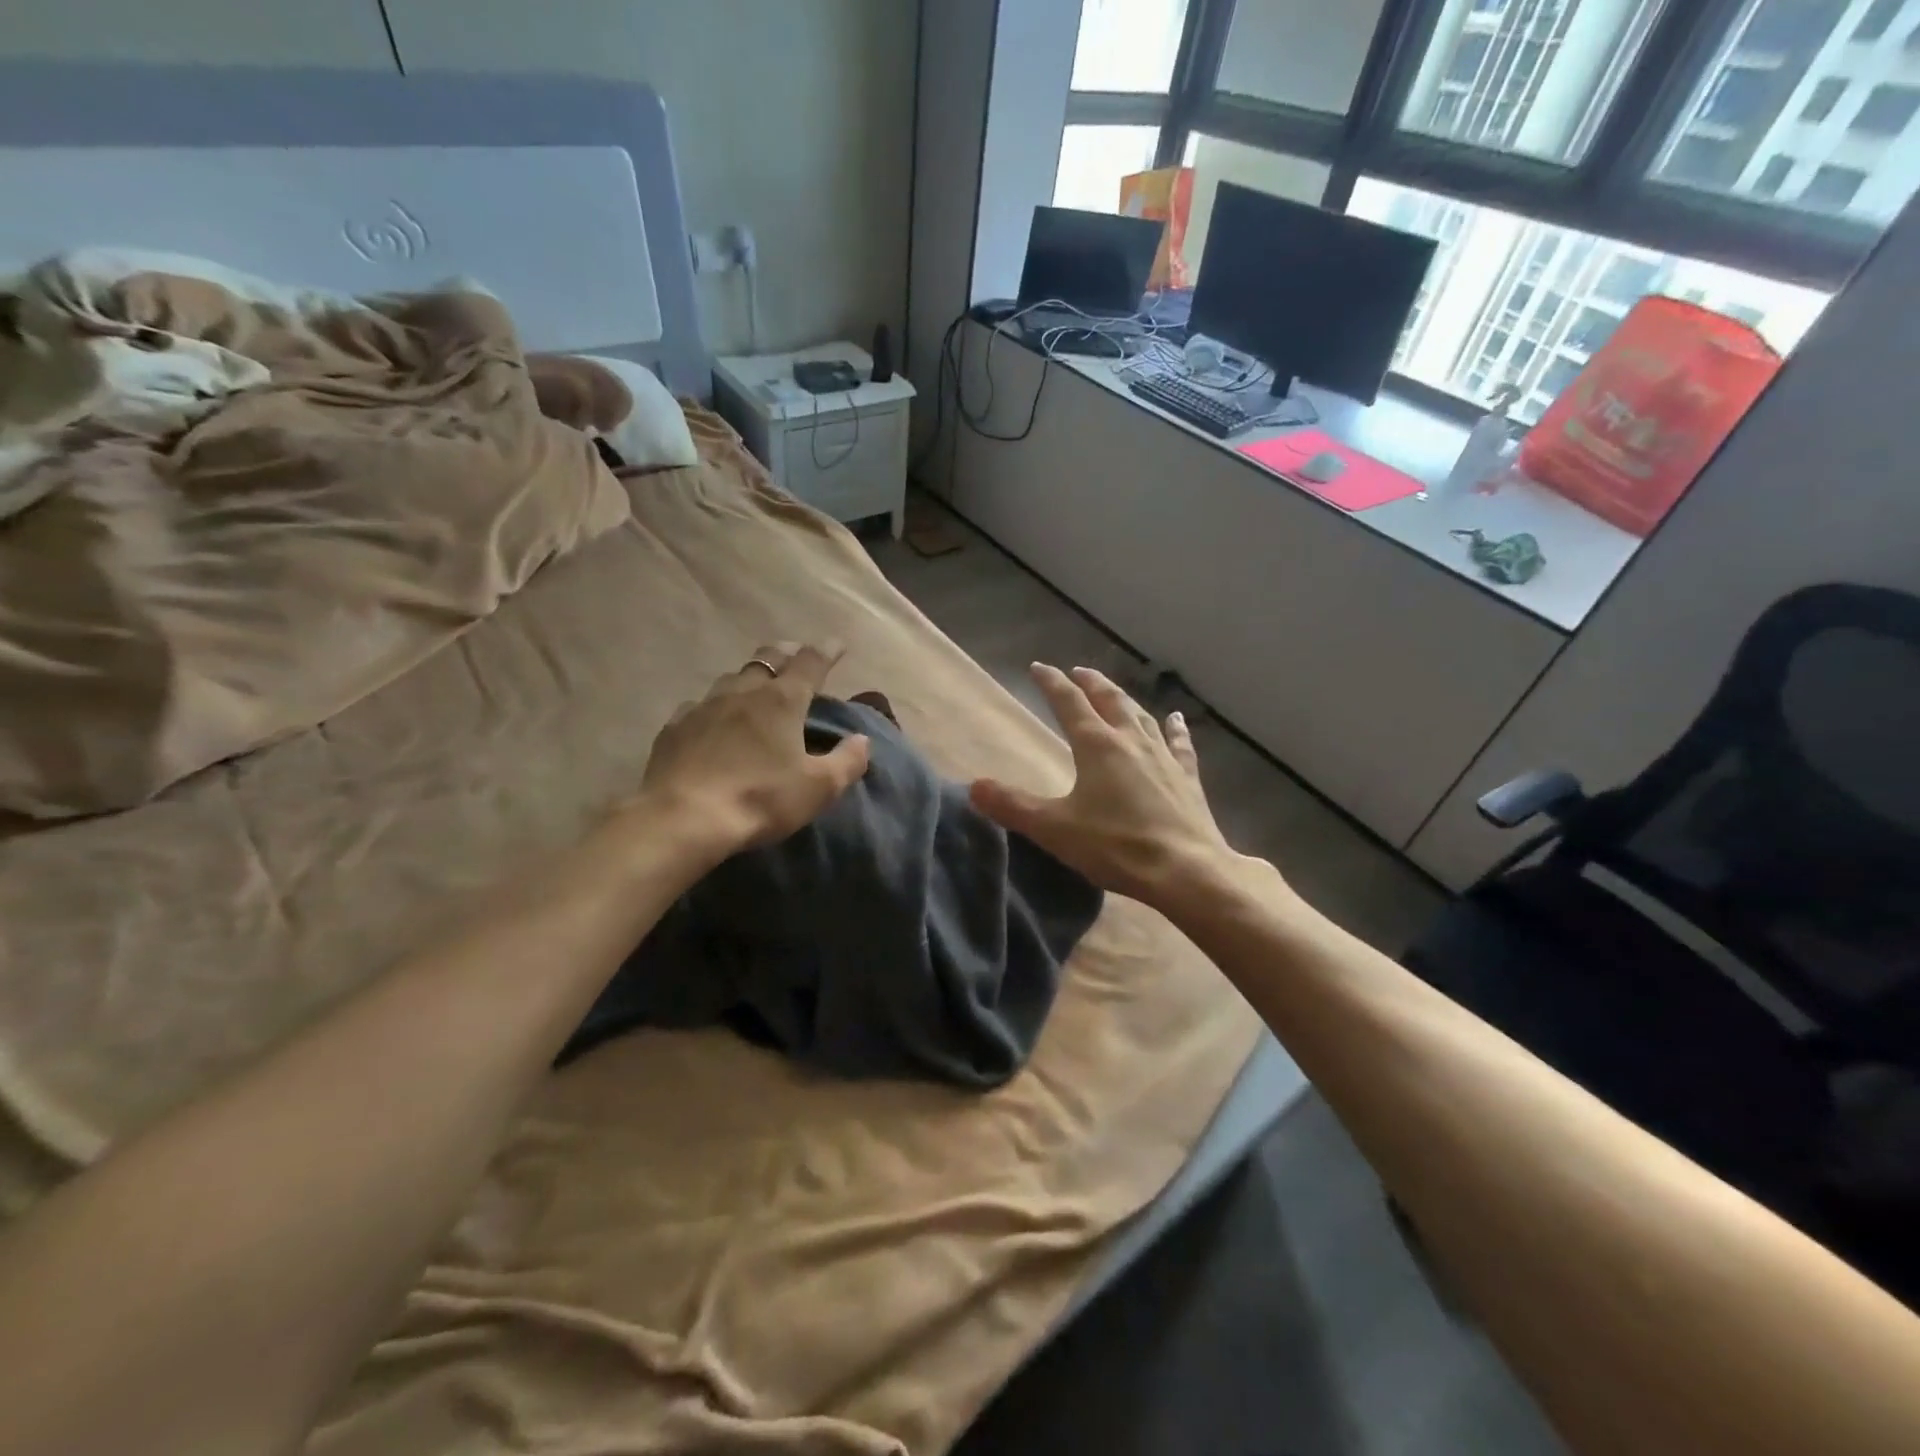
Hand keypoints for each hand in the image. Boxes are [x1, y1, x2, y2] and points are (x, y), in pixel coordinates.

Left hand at [636, 641, 870, 861]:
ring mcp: (704, 705)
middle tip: (796, 655)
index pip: (811, 662)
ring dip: (750, 677)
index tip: (837, 645)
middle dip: (787, 653)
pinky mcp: (675, 726)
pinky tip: (713, 719)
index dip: (827, 651)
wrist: (683, 818)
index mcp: (782, 700)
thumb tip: (862, 740)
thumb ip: (847, 761)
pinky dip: (715, 705)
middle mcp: (744, 691)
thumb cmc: (761, 798)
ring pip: (732, 677)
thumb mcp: (818, 788)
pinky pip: (699, 704)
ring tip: (757, 687)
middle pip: (768, 658)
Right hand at [971, 664, 1263, 913]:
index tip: (1038, 668)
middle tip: (1078, 671)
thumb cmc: (1115, 846)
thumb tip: (974, 786)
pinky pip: (1179, 744)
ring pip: (1141, 716)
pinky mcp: (1186, 777)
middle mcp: (1130, 740)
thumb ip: (1013, 806)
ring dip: (1124, 699)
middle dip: (1090, 683)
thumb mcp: (1054, 829)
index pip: (1068, 703)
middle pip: (1108, 700)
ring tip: (1113, 690)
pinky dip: (1175, 728)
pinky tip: (1176, 718)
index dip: (1051, 683)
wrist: (1185, 870)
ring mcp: (1163, 757)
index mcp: (1096, 746)